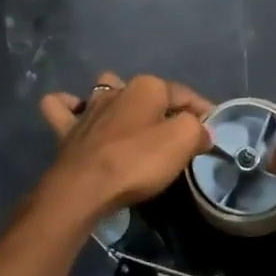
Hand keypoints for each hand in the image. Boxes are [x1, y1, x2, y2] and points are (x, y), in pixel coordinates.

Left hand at [39, 72, 211, 223]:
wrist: (84, 188)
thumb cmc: (137, 161)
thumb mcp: (183, 142)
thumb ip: (197, 129)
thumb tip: (201, 130)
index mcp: (147, 87)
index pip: (184, 94)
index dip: (203, 111)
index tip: (212, 130)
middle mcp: (117, 89)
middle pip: (147, 93)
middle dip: (162, 107)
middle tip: (175, 134)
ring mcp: (88, 108)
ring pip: (105, 91)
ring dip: (116, 99)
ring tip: (128, 120)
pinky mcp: (66, 129)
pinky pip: (63, 108)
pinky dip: (70, 108)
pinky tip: (76, 114)